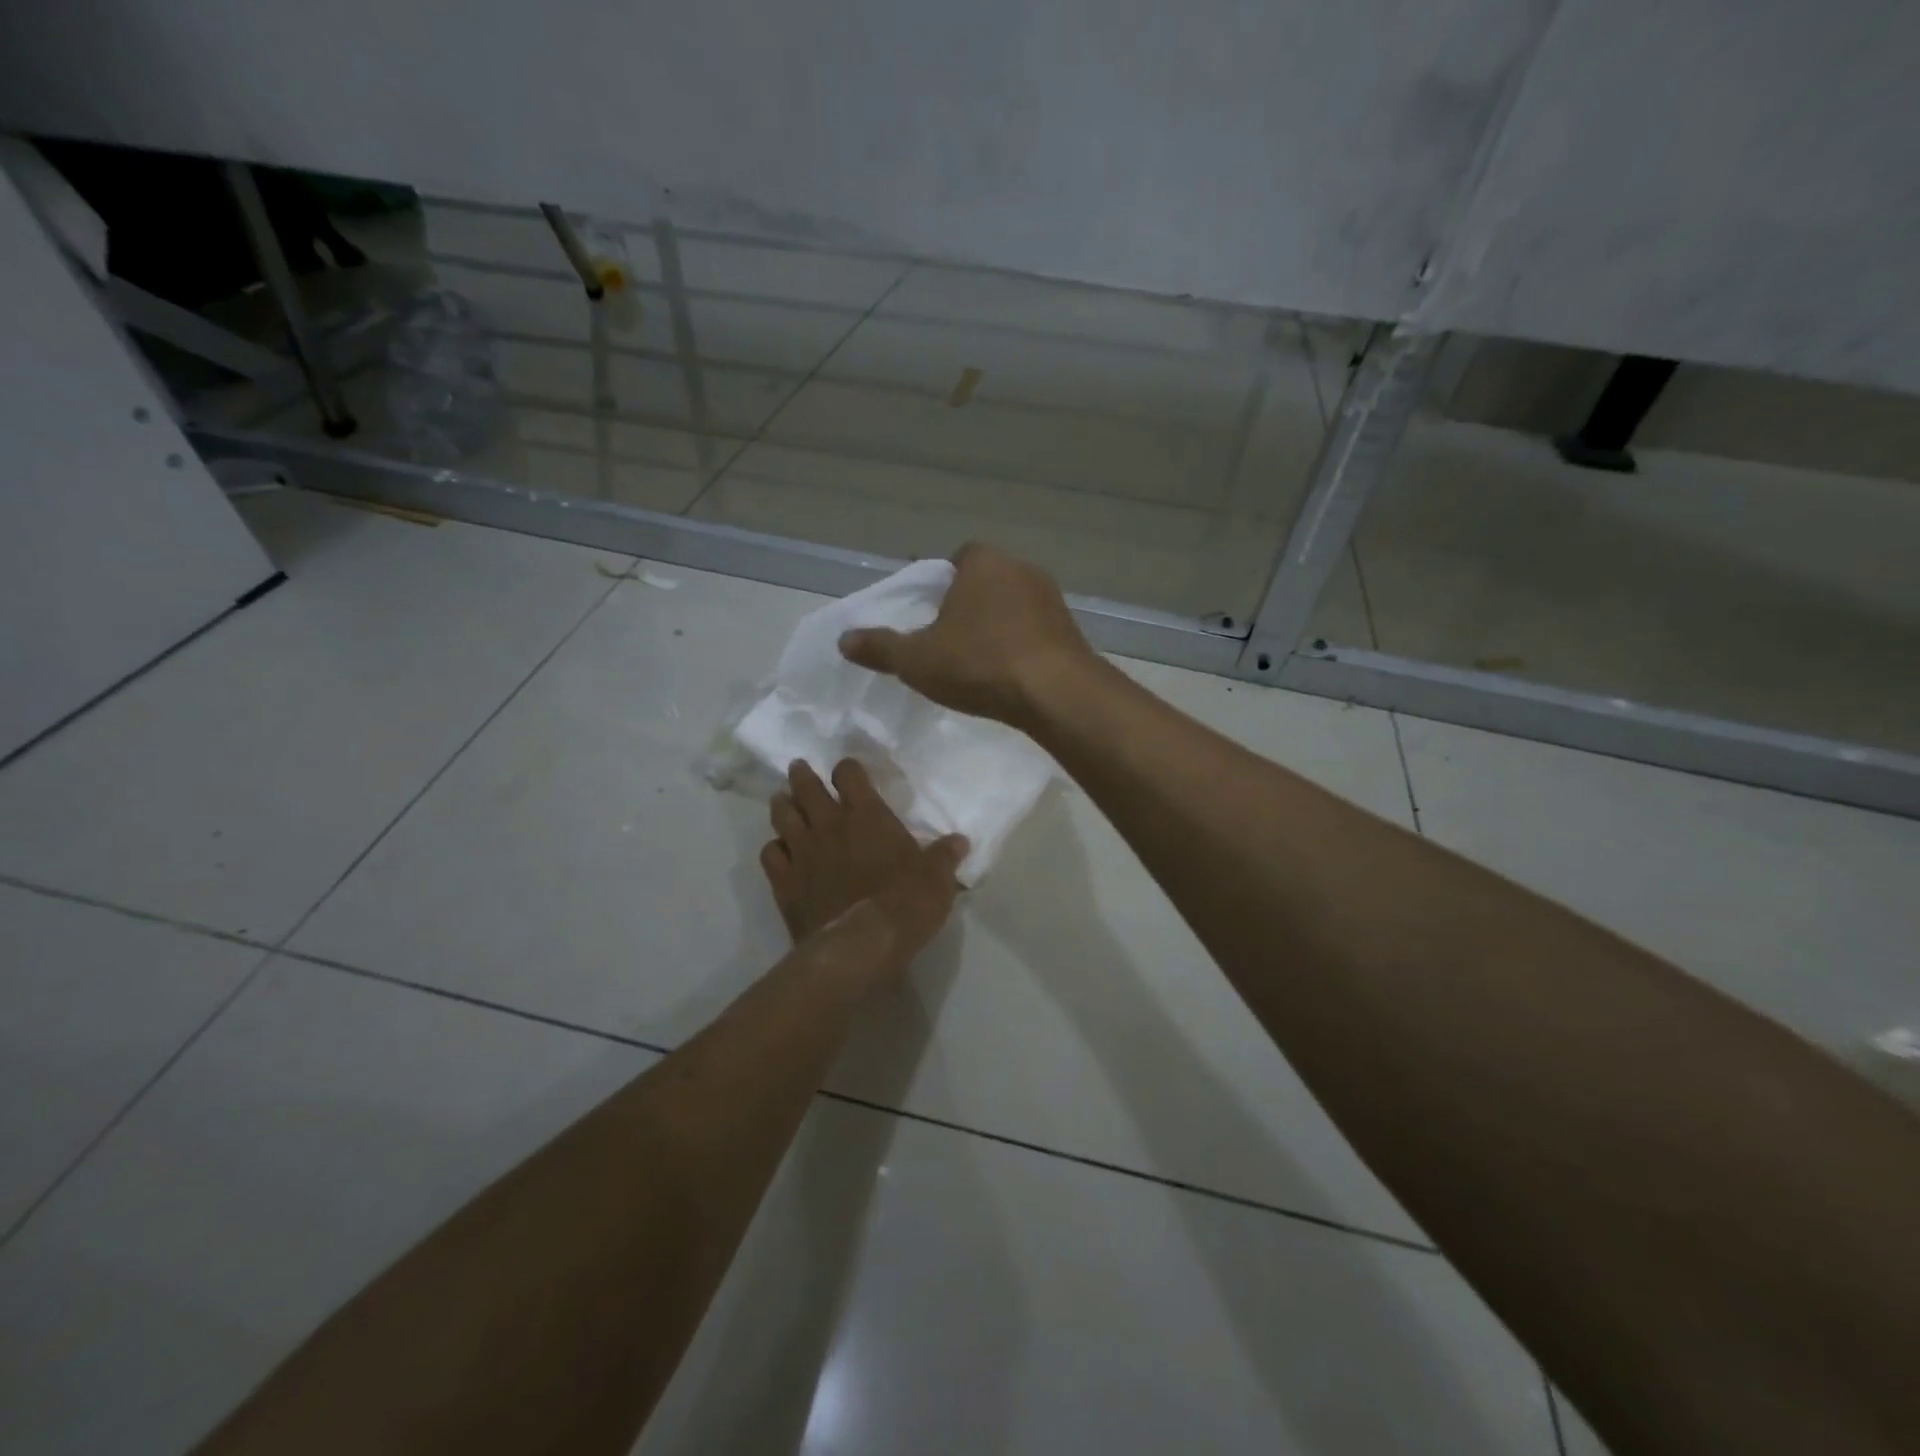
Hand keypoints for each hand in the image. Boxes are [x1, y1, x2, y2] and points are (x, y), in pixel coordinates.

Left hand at [760, 759, 966, 975]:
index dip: (847, 769)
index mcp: (867, 816)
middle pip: (807, 787)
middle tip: (799, 769)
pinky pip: (770, 854)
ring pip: (783, 816)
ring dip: (782, 804)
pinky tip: (779, 851)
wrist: (861, 944)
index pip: (849, 775)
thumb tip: (959, 841)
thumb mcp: (937, 879)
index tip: (848, 771)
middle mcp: (830, 825)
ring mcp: (802, 852)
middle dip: (802, 776)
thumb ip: (945, 856)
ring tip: (781, 799)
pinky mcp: (784, 882)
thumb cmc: (905, 903)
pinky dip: (774, 848)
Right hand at [838, 543, 1095, 728]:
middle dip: (970, 606)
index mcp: (982, 562)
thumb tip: (843, 639)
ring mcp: (1052, 598)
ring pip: (1014, 606)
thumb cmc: (979, 664)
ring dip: (999, 626)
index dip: (942, 585)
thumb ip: (880, 648)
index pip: (958, 558)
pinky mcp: (1072, 628)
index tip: (932, 615)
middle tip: (951, 642)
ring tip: (981, 662)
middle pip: (987, 581)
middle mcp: (1021, 568)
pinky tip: (1012, 674)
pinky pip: (1037, 630)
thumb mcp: (917, 660)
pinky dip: (1023, 645)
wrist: (1054, 692)